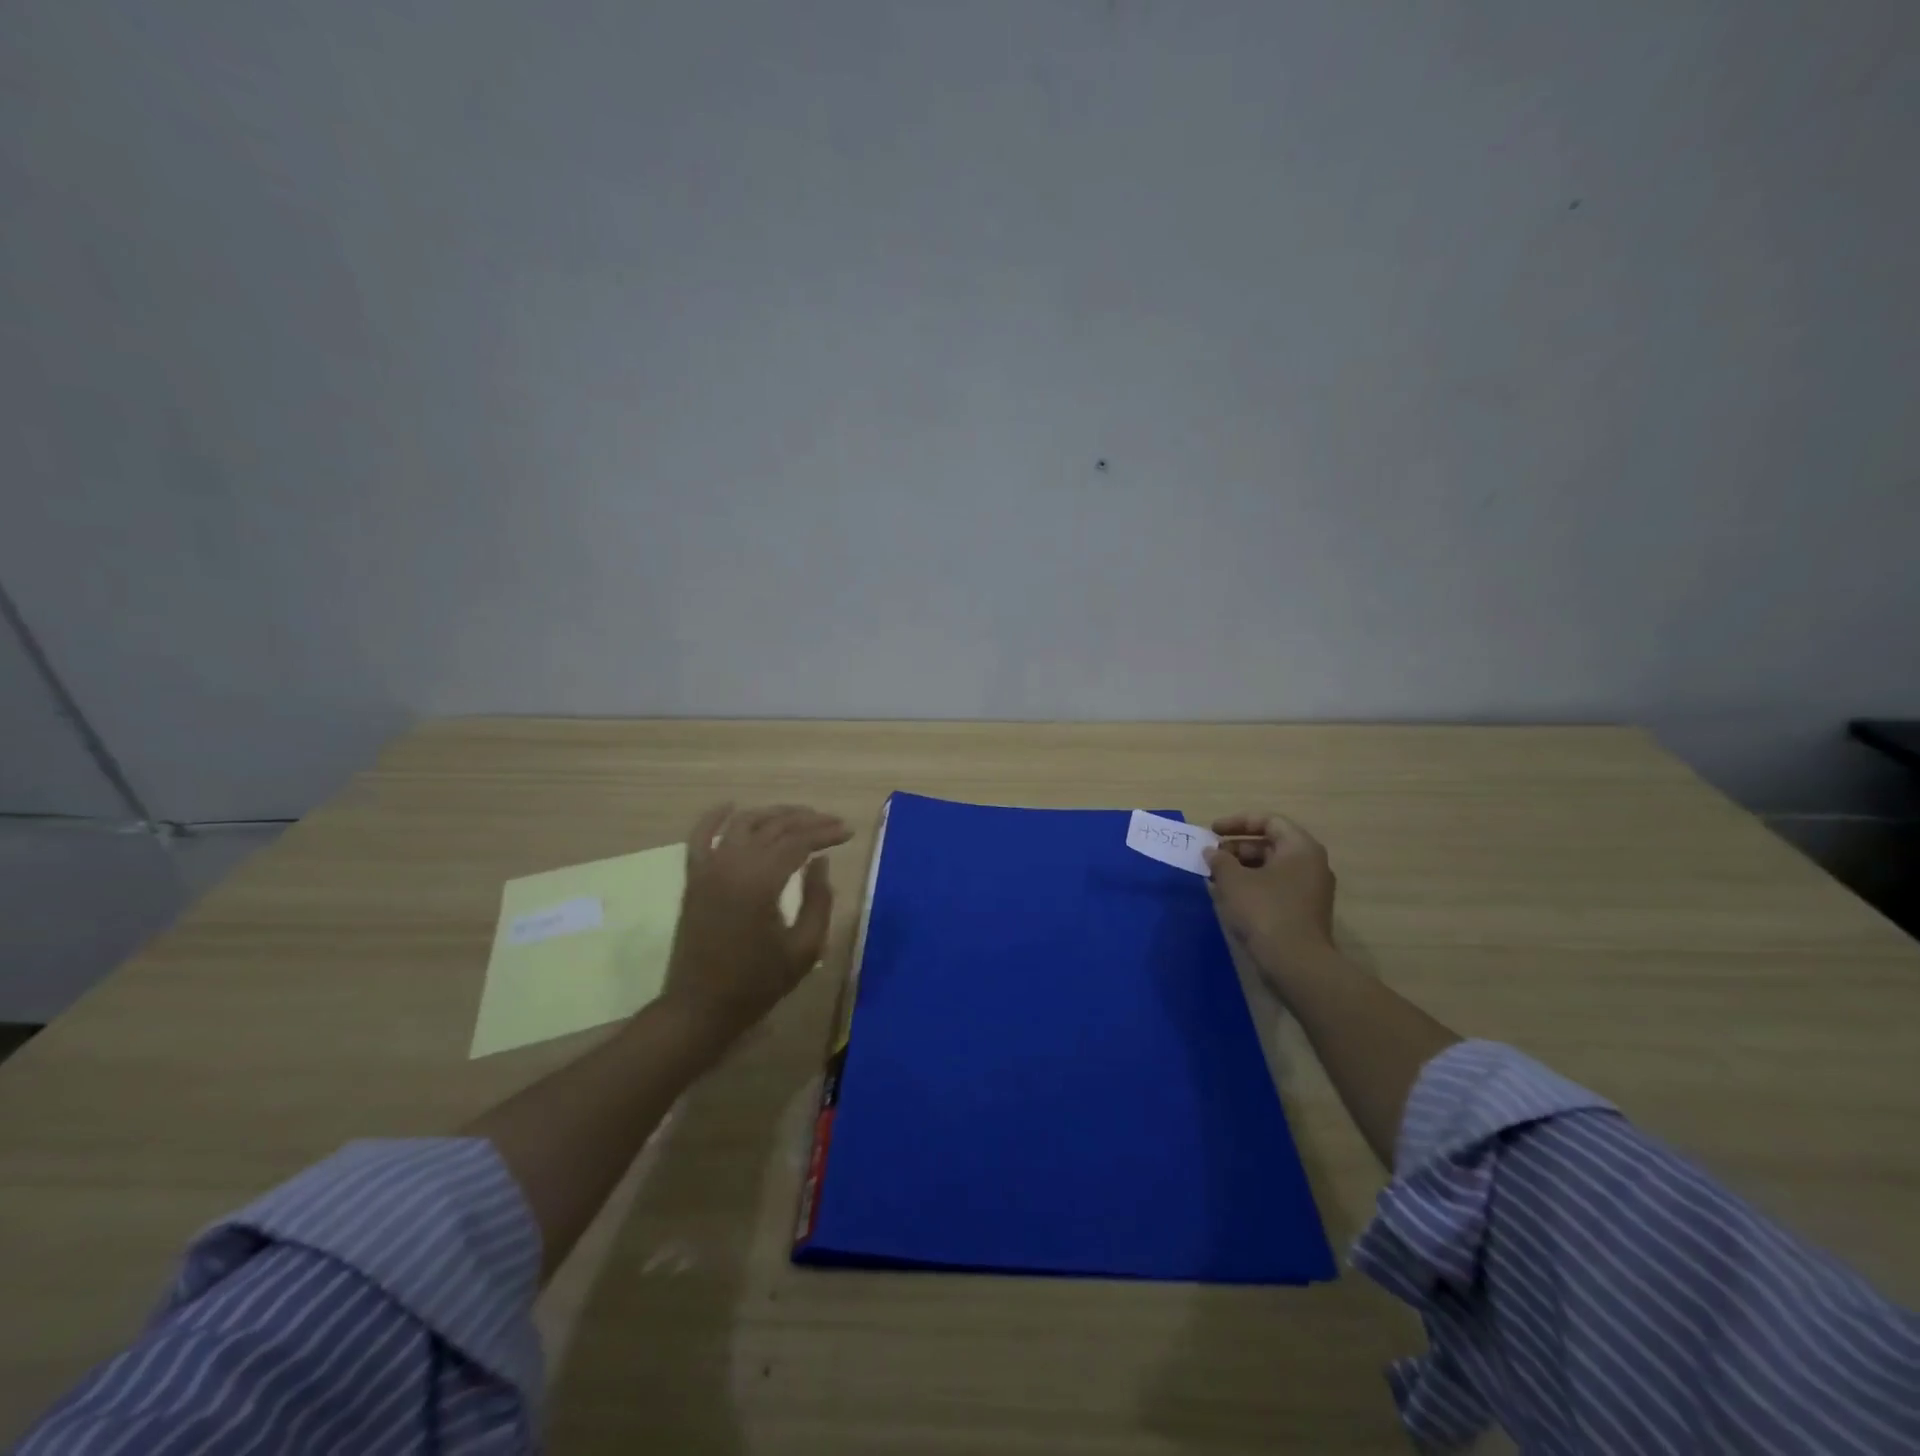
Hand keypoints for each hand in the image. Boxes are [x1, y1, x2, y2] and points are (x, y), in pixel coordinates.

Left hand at [662, 802, 852, 1041]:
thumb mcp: (805, 948)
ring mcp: (708, 869)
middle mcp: (732, 865)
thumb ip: (818, 900)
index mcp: (760, 883)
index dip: (826, 833)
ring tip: (800, 815)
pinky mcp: (693, 878)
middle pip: (774, 827)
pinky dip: (715, 817)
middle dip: (807, 820)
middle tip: (833, 823)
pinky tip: (732, 805)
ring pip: (743, 824)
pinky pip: (700, 836)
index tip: (848, 832)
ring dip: (773, 814)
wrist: (700, 1007)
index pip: (799, 842)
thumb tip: (820, 861)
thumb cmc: (758, 983)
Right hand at [1203, 812, 1338, 974]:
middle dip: (1236, 848)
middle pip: (1270, 844)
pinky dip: (1252, 887)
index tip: (1212, 832)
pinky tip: (1230, 898)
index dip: (1237, 822)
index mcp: (1300, 848)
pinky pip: (1275, 888)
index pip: (1269, 821)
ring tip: (1214, 879)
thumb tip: (1212, 852)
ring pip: (1271, 868)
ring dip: (1241, 869)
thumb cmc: (1265, 911)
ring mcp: (1310, 890)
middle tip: (1211, 858)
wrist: (1296, 964)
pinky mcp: (1304, 912)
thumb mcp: (1234, 881)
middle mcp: (1311, 864)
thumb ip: (1219, 860)